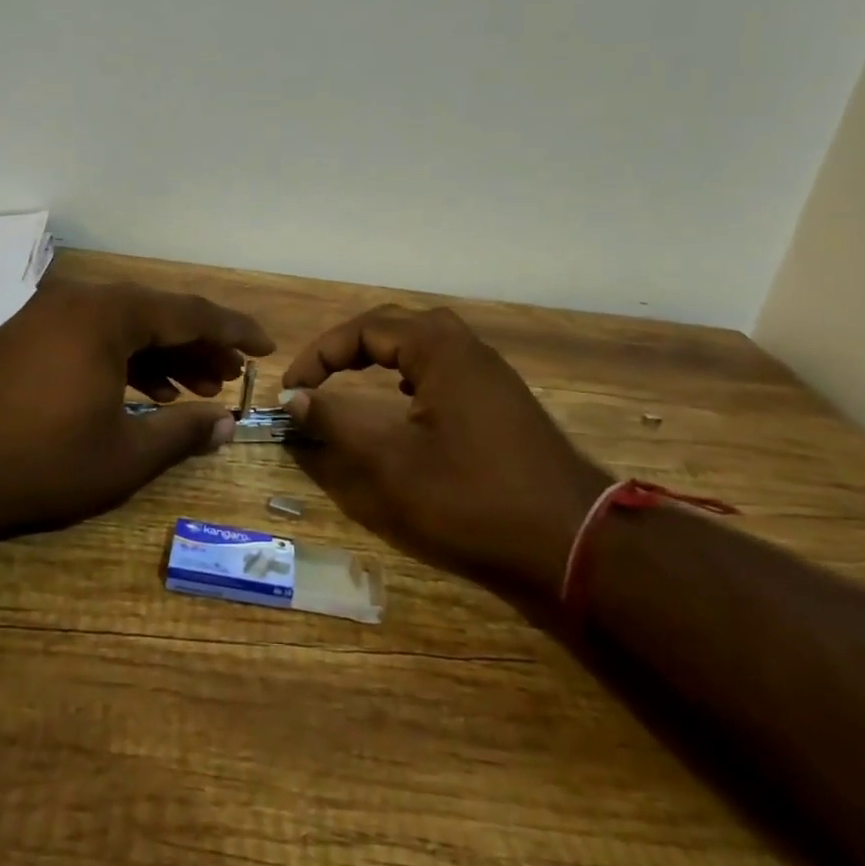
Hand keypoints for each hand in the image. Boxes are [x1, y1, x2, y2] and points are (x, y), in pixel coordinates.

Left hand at [0, 279, 273, 536]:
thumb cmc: (39, 462)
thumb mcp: (123, 456)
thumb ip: (183, 435)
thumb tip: (227, 425)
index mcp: (109, 315)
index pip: (190, 312)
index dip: (234, 330)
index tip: (266, 346)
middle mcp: (80, 300)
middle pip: (157, 314)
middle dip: (199, 346)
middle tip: (230, 377)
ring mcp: (47, 314)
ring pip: (124, 326)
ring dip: (163, 355)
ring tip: (195, 391)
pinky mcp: (26, 334)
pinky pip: (92, 336)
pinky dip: (124, 360)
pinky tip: (142, 394)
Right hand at [280, 305, 606, 596]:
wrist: (573, 541)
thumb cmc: (472, 497)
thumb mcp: (391, 463)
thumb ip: (337, 423)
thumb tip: (295, 398)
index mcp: (440, 350)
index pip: (366, 328)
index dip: (320, 354)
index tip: (292, 389)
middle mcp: (468, 349)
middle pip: (398, 324)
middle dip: (350, 344)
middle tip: (319, 374)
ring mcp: (491, 374)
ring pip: (426, 342)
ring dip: (383, 353)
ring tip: (353, 378)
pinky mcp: (503, 400)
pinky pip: (447, 365)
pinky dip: (413, 371)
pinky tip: (405, 402)